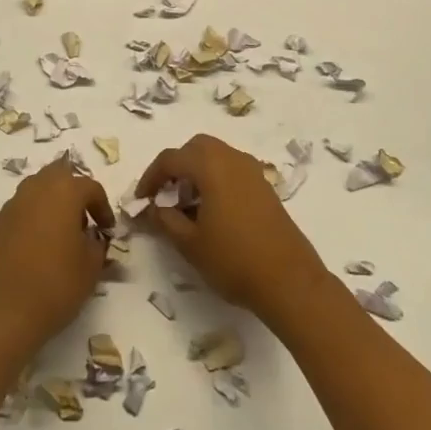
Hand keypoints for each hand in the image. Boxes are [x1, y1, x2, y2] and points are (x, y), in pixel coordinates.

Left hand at [0, 159, 113, 352]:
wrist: (2, 311)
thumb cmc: (55, 283)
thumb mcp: (91, 267)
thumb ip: (97, 245)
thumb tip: (92, 239)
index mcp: (64, 190)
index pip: (90, 187)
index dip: (103, 208)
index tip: (108, 231)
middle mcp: (36, 188)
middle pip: (59, 175)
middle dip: (74, 191)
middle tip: (85, 220)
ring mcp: (13, 205)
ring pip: (39, 189)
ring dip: (54, 202)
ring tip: (64, 233)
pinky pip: (24, 208)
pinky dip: (37, 217)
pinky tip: (43, 246)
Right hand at [136, 134, 329, 325]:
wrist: (289, 281)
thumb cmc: (234, 260)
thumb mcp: (189, 243)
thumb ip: (165, 220)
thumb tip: (152, 208)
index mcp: (211, 166)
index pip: (170, 158)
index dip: (150, 177)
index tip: (141, 200)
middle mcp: (232, 159)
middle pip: (196, 148)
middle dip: (176, 166)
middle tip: (165, 195)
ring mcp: (253, 171)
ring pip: (216, 156)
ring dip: (196, 172)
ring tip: (186, 206)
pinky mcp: (265, 187)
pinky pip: (232, 170)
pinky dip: (215, 179)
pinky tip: (212, 212)